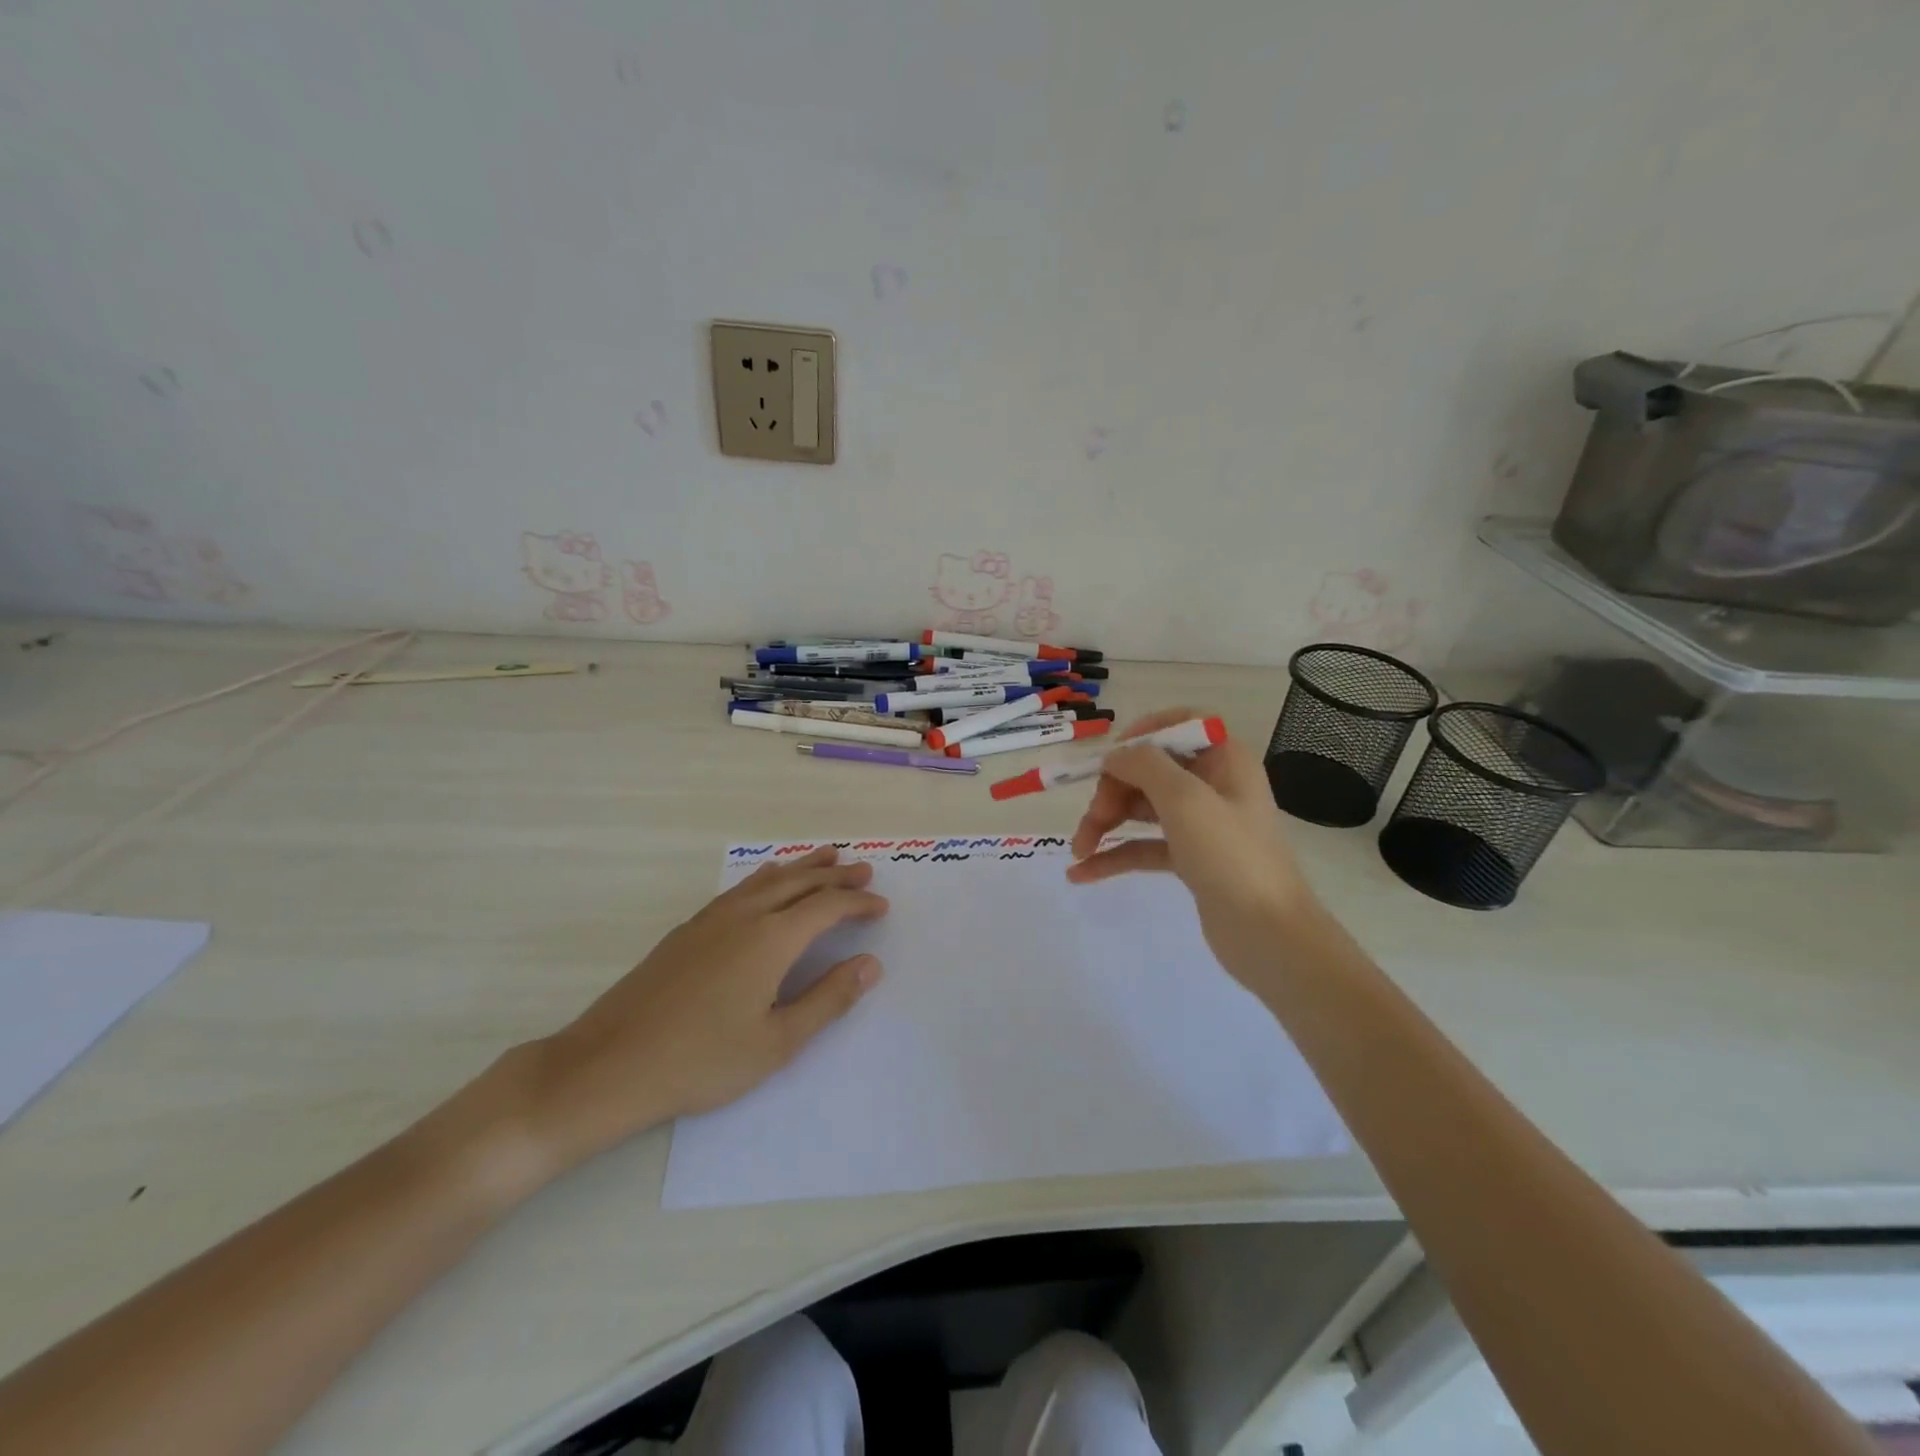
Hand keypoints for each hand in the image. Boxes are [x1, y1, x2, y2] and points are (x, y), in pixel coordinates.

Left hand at [503, 847, 887, 1179]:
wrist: (608, 1065)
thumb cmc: (701, 1060)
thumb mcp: (777, 1042)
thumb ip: (828, 999)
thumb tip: (870, 963)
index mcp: (771, 939)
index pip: (827, 907)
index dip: (858, 903)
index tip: (881, 906)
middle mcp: (745, 915)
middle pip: (800, 882)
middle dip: (836, 876)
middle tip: (864, 871)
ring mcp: (711, 918)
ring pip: (768, 879)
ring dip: (802, 867)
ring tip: (827, 856)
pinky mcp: (688, 929)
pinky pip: (740, 888)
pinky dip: (767, 877)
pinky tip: (767, 880)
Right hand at [1066, 708, 1318, 983]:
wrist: (1268, 935)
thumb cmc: (1230, 856)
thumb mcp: (1185, 799)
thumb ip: (1145, 765)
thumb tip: (1115, 756)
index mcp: (1224, 759)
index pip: (1179, 725)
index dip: (1141, 734)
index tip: (1109, 758)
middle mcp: (1213, 784)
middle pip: (1150, 770)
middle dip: (1113, 790)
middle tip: (1093, 819)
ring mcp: (1201, 824)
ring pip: (1142, 808)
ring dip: (1106, 822)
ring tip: (1079, 850)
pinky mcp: (1190, 859)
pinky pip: (1144, 846)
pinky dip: (1114, 855)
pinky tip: (1082, 873)